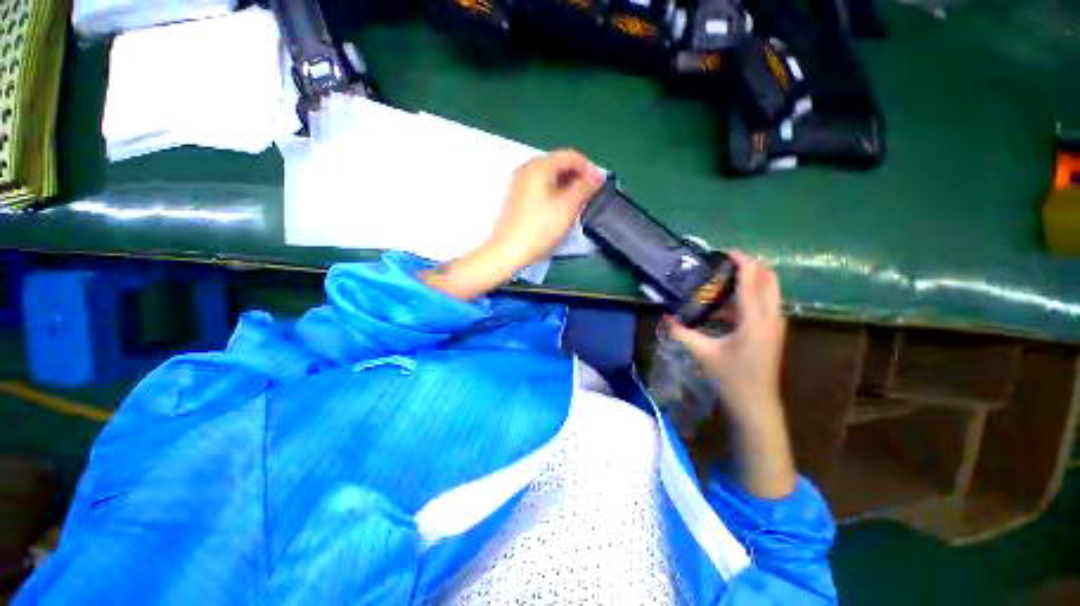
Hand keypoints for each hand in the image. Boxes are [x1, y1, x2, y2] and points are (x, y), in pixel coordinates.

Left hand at [421, 149, 602, 300]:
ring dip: (568, 188)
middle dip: (578, 179)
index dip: (589, 168)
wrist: (508, 252)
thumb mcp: (567, 207)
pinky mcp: (518, 199)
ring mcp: (520, 184)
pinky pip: (542, 189)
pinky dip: (555, 195)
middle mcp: (527, 169)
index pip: (571, 156)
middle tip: (589, 198)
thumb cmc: (539, 229)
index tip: (598, 187)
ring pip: (551, 179)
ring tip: (577, 207)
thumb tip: (597, 176)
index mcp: (539, 166)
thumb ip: (584, 188)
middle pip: (560, 165)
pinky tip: (560, 212)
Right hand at [668, 251, 795, 498]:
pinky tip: (731, 306)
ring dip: (754, 281)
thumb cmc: (731, 378)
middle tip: (729, 263)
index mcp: (754, 321)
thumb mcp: (703, 353)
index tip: (729, 252)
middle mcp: (771, 318)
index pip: (752, 282)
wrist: (756, 404)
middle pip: (770, 281)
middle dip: (754, 267)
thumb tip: (666, 317)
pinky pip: (767, 304)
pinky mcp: (774, 333)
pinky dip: (754, 296)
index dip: (743, 264)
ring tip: (728, 280)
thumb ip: (683, 333)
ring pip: (771, 292)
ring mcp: (776, 326)